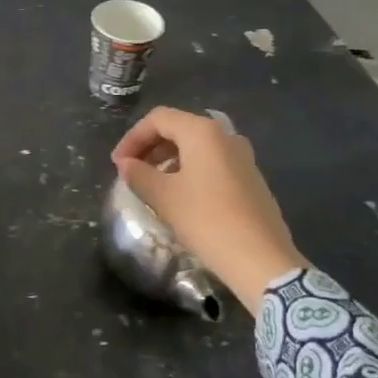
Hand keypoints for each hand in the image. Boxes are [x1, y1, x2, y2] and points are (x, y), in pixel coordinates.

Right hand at [112, 107, 303, 312]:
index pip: (158, 119)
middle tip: (130, 171)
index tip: (117, 164)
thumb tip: (126, 164)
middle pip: (179, 128)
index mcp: (202, 132)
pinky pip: (212, 162)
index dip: (132, 137)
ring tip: (151, 184)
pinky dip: (189, 170)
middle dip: (150, 146)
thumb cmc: (206, 219)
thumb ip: (139, 174)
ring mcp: (242, 156)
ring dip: (169, 159)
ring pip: (196, 146)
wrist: (260, 258)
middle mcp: (225, 136)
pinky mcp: (251, 178)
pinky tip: (180, 195)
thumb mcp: (164, 197)